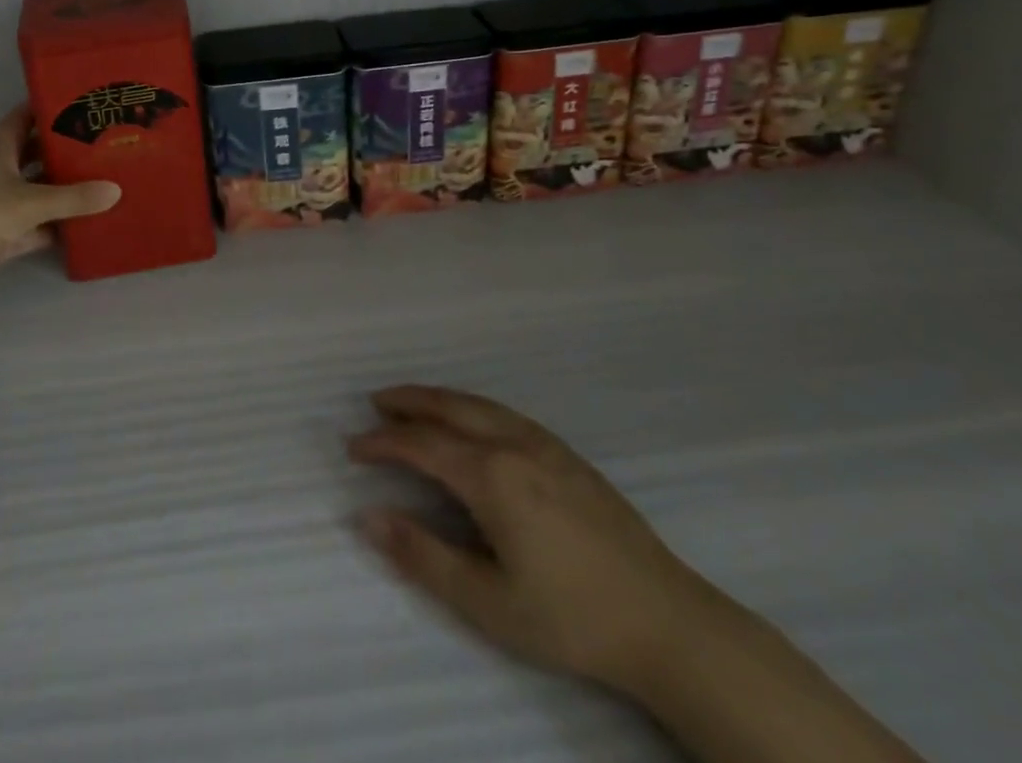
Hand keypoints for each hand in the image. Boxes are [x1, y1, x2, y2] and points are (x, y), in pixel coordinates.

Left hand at [0, 106, 120, 298]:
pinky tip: (84, 224)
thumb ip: (75, 197)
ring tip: (98, 179)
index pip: (20, 120)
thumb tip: (116, 190)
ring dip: (60, 189)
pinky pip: (36, 225)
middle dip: (59, 149)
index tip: (73, 103)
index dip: (42, 109)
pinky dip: (56, 225)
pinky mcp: (2, 236)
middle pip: (31, 155)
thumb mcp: (34, 201)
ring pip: (35, 191)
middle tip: (96, 143)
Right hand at [348, 385, 715, 695]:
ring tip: (413, 402)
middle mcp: (513, 444)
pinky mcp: (568, 455)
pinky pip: (504, 413)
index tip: (353, 447)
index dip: (383, 443)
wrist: (667, 622)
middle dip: (408, 402)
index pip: (421, 445)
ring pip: (478, 404)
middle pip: (448, 408)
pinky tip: (472, 421)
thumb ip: (423, 556)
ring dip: (439, 399)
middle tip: (376, 402)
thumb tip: (367, 516)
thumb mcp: (488, 603)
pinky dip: (471, 406)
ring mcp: (545, 444)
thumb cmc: (570, 617)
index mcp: (491, 475)